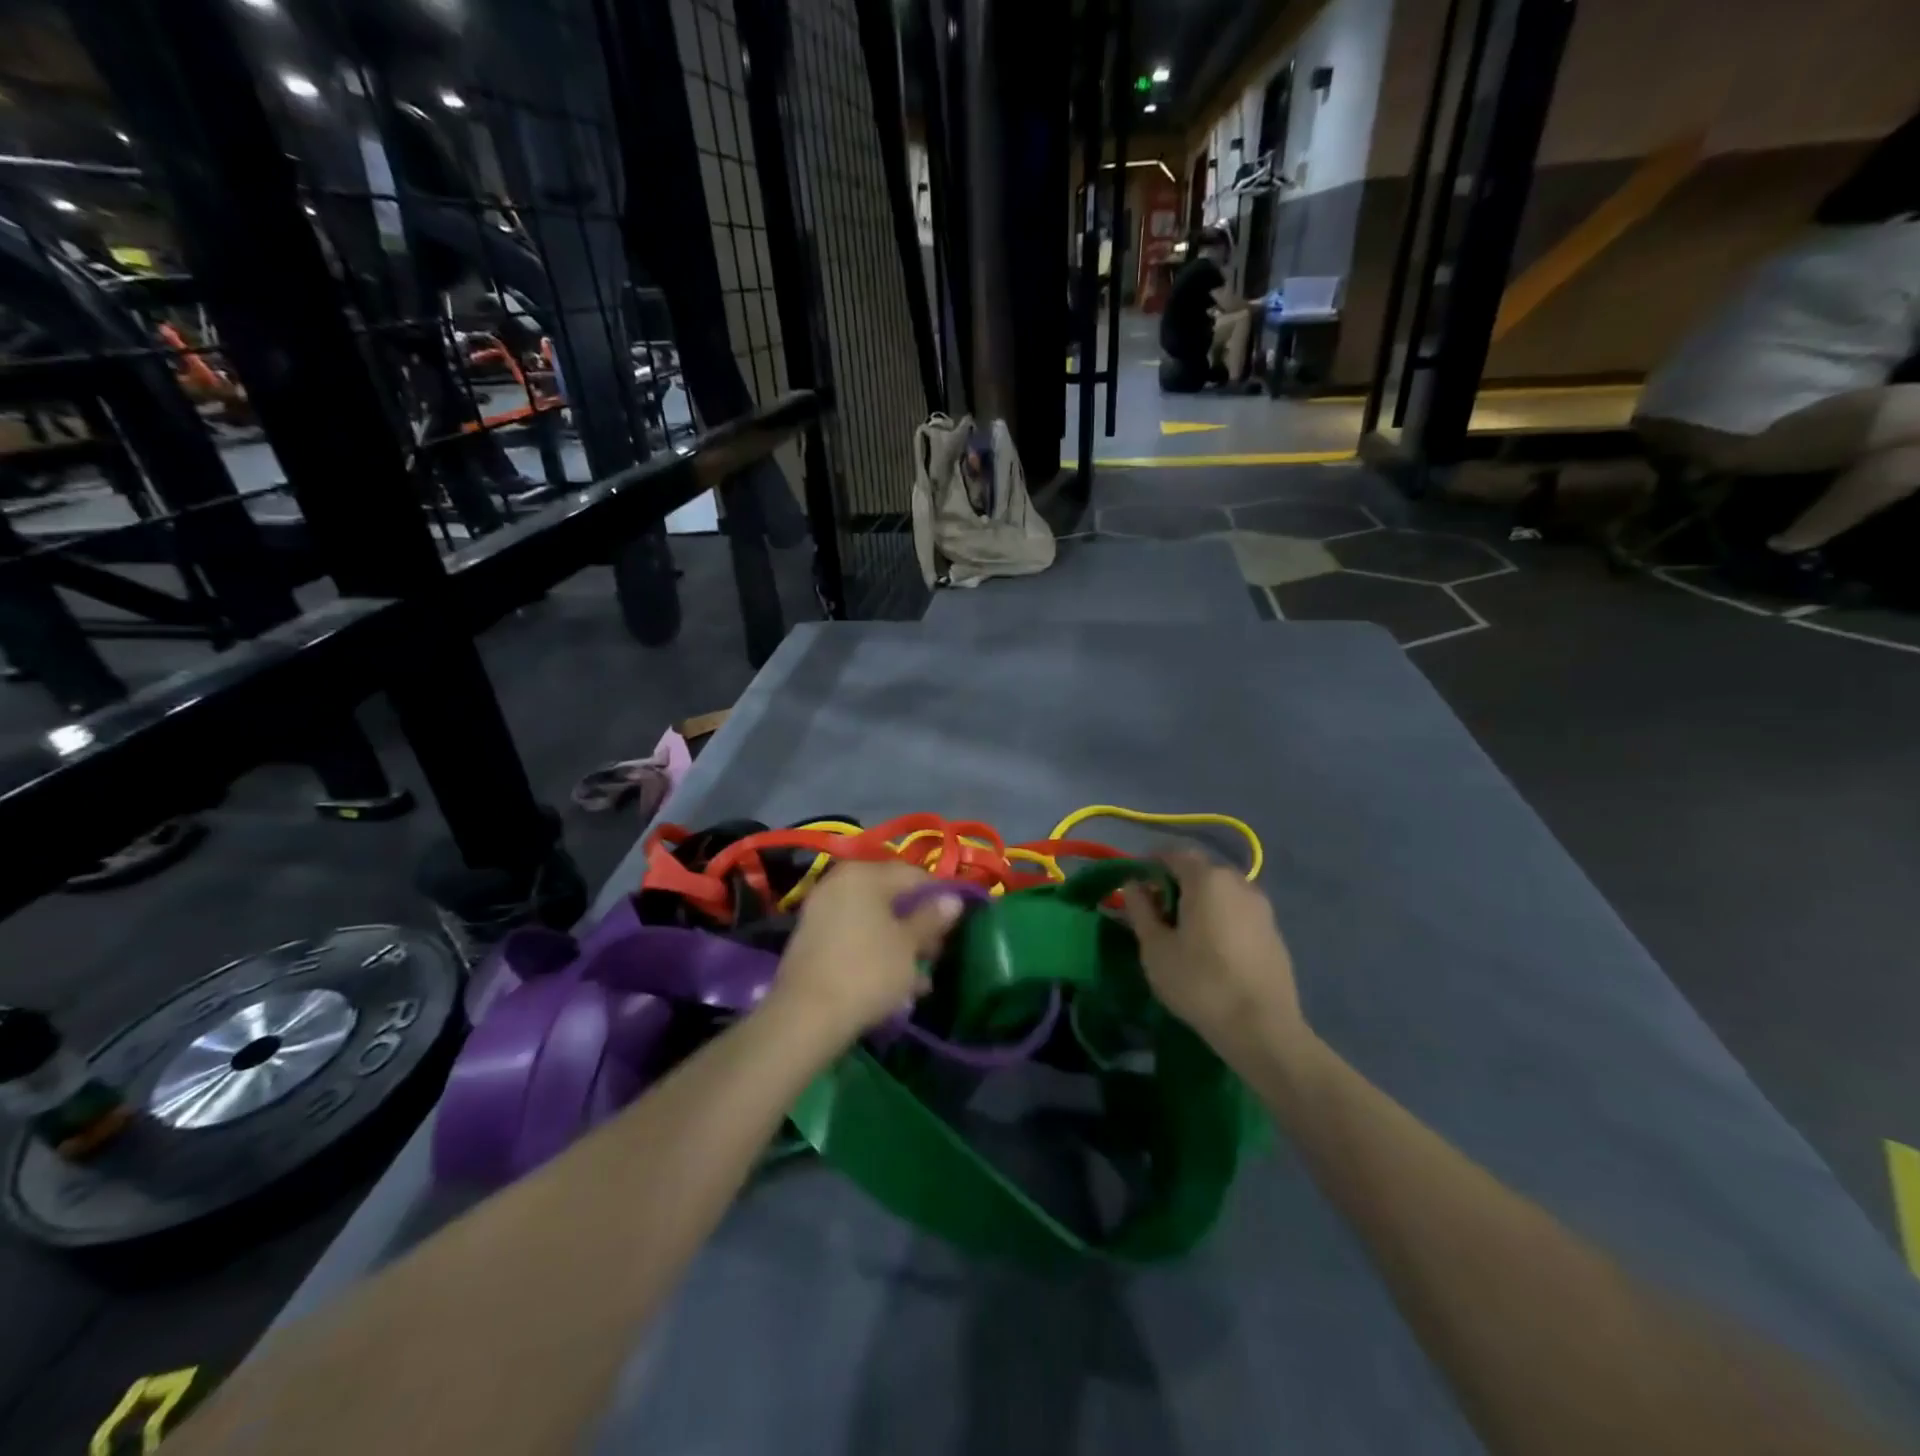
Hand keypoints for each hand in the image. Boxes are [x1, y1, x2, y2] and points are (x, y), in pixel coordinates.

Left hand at [769, 861, 964, 1044]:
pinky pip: (853, 938)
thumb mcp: (909, 945)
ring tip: (919, 981)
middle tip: (936, 955)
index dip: (939, 896)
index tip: (955, 923)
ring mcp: (821, 911)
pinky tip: (894, 986)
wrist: (806, 1017)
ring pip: (873, 922)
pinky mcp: (812, 940)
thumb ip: (932, 918)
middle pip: (891, 898)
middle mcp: (839, 883)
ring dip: (899, 946)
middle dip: (918, 925)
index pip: (913, 874)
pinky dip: (875, 954)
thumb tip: (953, 899)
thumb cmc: (867, 971)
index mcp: (864, 874)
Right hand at [1120, 851, 1310, 1066]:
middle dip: (1175, 884)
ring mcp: (1262, 906)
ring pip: (1221, 892)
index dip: (1151, 864)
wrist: (1263, 1028)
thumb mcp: (1155, 947)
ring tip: (1183, 933)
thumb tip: (1133, 885)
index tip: (1135, 886)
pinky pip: (1238, 911)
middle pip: (1200, 871)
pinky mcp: (1274, 931)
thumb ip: (1141, 909)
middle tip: (1155, 913)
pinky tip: (1211, 949)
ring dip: (1199, 901)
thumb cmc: (1200, 982)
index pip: (1174, 854)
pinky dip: (1220, 917)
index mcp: (1207, 879)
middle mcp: (1238, 882)